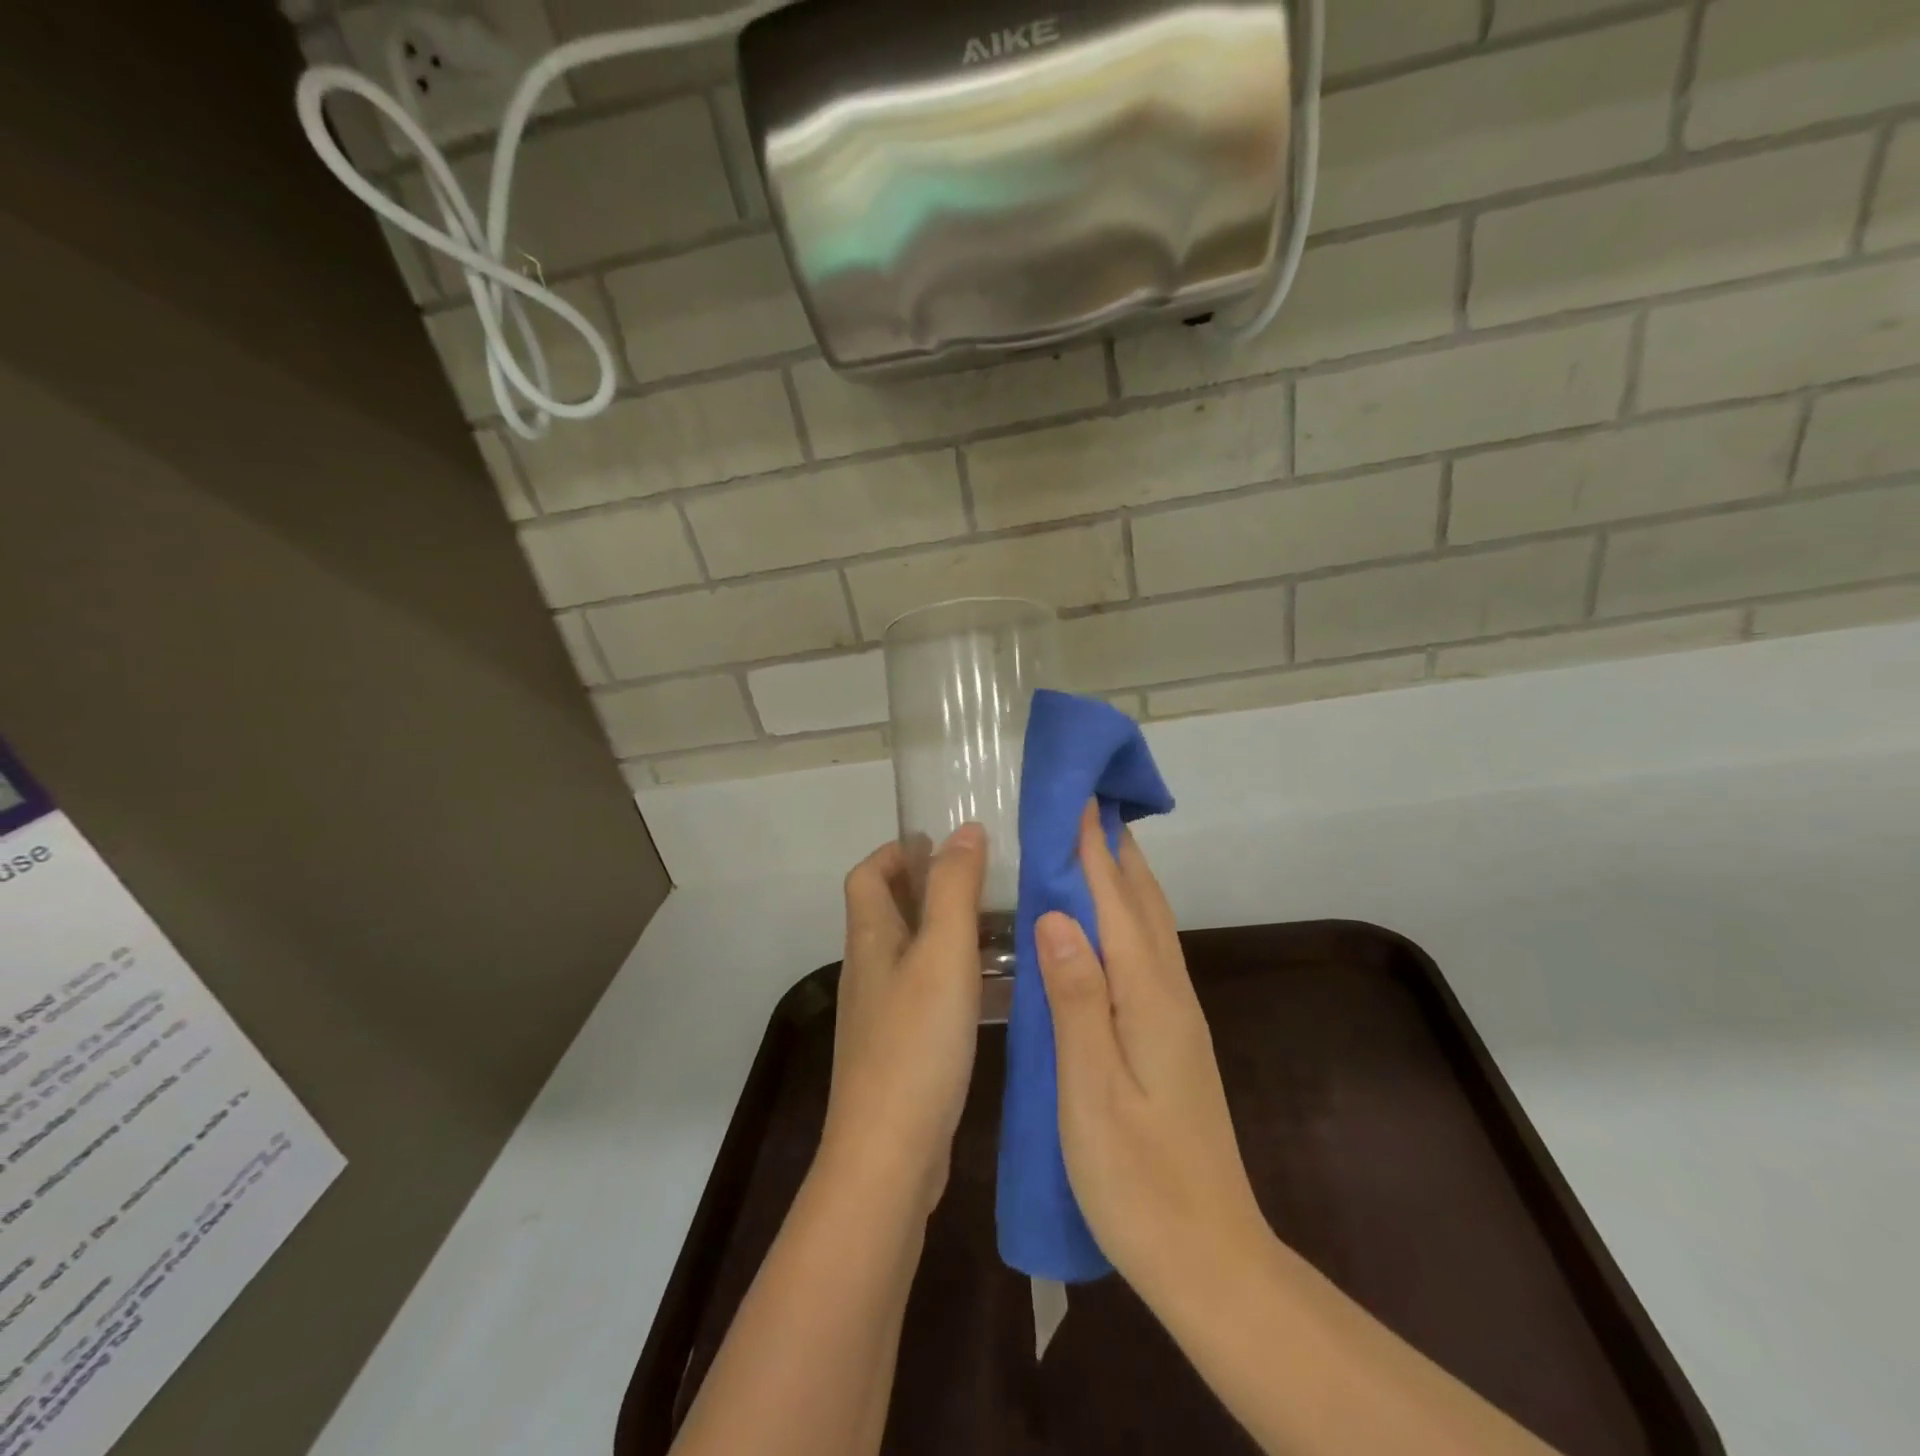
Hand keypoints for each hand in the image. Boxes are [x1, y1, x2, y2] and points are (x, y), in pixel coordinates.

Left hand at [820, 825, 986, 1216]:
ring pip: (905, 952)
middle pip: (884, 911)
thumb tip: (964, 830)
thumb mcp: (943, 954)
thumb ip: (954, 889)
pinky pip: (919, 990)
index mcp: (870, 940)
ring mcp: (879, 1014)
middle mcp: (867, 971)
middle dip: (921, 885)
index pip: (867, 876)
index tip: (935, 841)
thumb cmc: (916, 1042)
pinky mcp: (897, 1050)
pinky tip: (982, 987)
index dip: (895, 851)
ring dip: (937, 928)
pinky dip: (945, 972)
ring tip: (990, 925)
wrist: (888, 1156)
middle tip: (975, 879)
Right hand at [1035, 806, 1268, 1304]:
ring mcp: (1177, 1016)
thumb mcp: (1091, 1091)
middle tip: (1085, 804)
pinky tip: (1109, 922)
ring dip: (1125, 877)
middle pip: (1142, 902)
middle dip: (1115, 848)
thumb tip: (1056, 915)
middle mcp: (1170, 993)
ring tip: (1094, 844)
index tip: (1076, 796)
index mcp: (1148, 997)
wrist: (1212, 1260)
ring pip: (1150, 925)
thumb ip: (1075, 998)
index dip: (1092, 848)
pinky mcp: (1173, 1037)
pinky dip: (1128, 916)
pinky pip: (1148, 952)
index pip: (1115, 901)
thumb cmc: (1139, 1181)